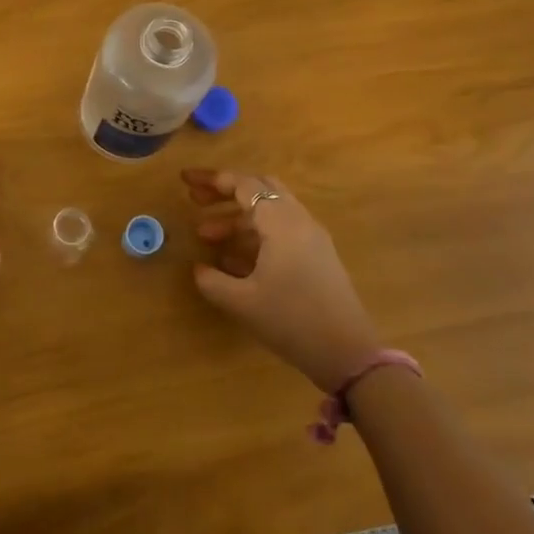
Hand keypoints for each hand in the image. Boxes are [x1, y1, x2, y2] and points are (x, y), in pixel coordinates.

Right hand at [183, 167, 380, 392]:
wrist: (348, 354)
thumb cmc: (291, 320)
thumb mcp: (242, 302)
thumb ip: (212, 280)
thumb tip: (198, 268)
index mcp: (281, 222)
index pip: (244, 185)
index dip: (212, 180)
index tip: (185, 181)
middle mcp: (299, 221)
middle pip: (260, 188)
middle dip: (225, 191)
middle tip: (196, 200)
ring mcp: (312, 238)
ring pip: (270, 211)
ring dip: (237, 217)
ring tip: (205, 236)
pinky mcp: (317, 257)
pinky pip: (281, 231)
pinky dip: (254, 234)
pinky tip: (232, 258)